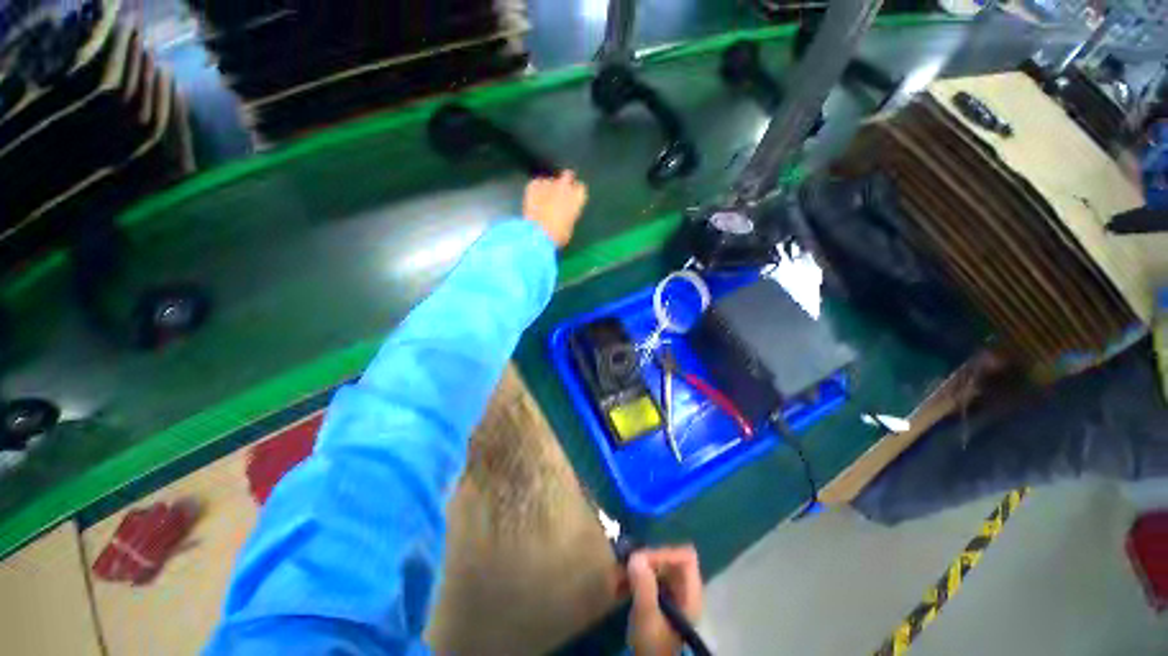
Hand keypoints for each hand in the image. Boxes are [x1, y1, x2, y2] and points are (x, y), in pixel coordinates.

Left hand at [523, 170, 587, 247]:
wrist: (538, 233)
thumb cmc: (558, 235)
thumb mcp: (569, 226)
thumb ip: (570, 213)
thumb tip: (566, 211)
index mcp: (577, 198)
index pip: (580, 188)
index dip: (575, 193)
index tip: (572, 199)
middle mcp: (565, 186)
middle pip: (567, 176)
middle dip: (564, 182)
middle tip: (559, 192)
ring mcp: (548, 184)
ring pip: (550, 180)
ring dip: (549, 188)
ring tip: (543, 200)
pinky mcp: (534, 185)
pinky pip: (537, 183)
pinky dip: (536, 189)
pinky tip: (534, 199)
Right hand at [626, 546, 703, 655]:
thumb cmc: (654, 645)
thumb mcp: (647, 616)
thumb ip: (643, 585)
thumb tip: (635, 556)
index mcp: (690, 593)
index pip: (684, 557)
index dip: (664, 553)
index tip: (641, 559)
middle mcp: (685, 591)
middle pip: (669, 561)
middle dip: (645, 561)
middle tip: (624, 565)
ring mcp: (673, 597)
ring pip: (657, 570)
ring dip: (636, 570)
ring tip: (616, 577)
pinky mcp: (661, 604)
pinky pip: (649, 581)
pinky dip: (634, 581)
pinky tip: (618, 588)